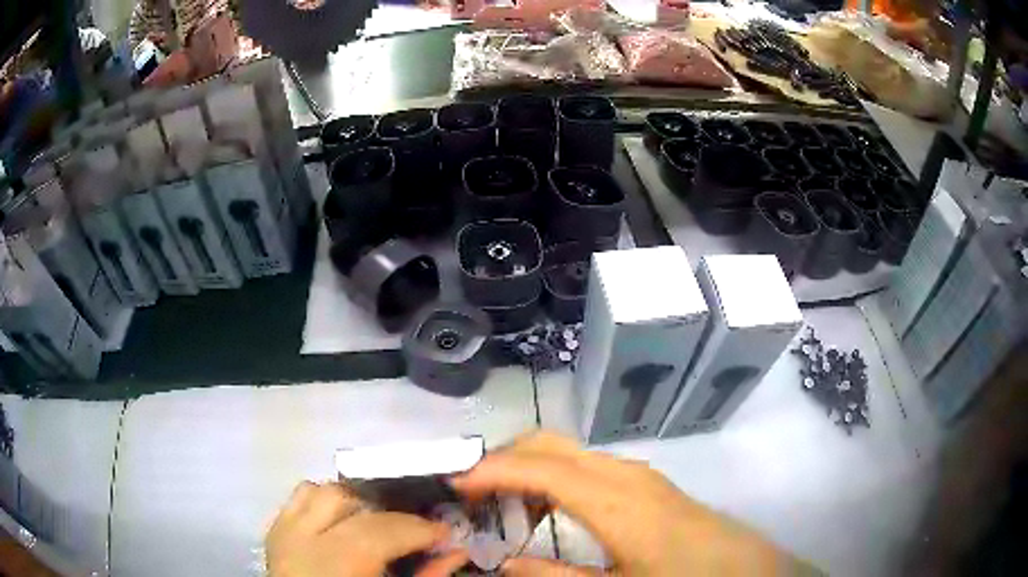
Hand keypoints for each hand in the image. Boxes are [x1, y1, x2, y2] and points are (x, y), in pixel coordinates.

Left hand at [265, 481, 467, 576]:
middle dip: (393, 515)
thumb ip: (425, 576)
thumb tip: (456, 550)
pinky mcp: (275, 528)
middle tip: (417, 531)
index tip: (446, 533)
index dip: (419, 529)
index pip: (381, 531)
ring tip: (377, 523)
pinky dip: (325, 498)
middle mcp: (302, 541)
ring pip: (323, 491)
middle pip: (352, 505)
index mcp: (336, 566)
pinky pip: (300, 495)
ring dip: (356, 502)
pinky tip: (342, 518)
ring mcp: (283, 531)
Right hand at [451, 431, 800, 575]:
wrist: (744, 570)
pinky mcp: (645, 483)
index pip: (540, 468)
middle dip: (505, 459)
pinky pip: (587, 467)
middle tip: (472, 493)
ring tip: (502, 506)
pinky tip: (548, 510)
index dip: (492, 470)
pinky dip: (555, 478)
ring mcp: (637, 474)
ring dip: (530, 469)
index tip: (454, 482)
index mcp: (614, 501)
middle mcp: (623, 474)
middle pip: (551, 444)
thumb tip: (504, 564)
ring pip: (568, 453)